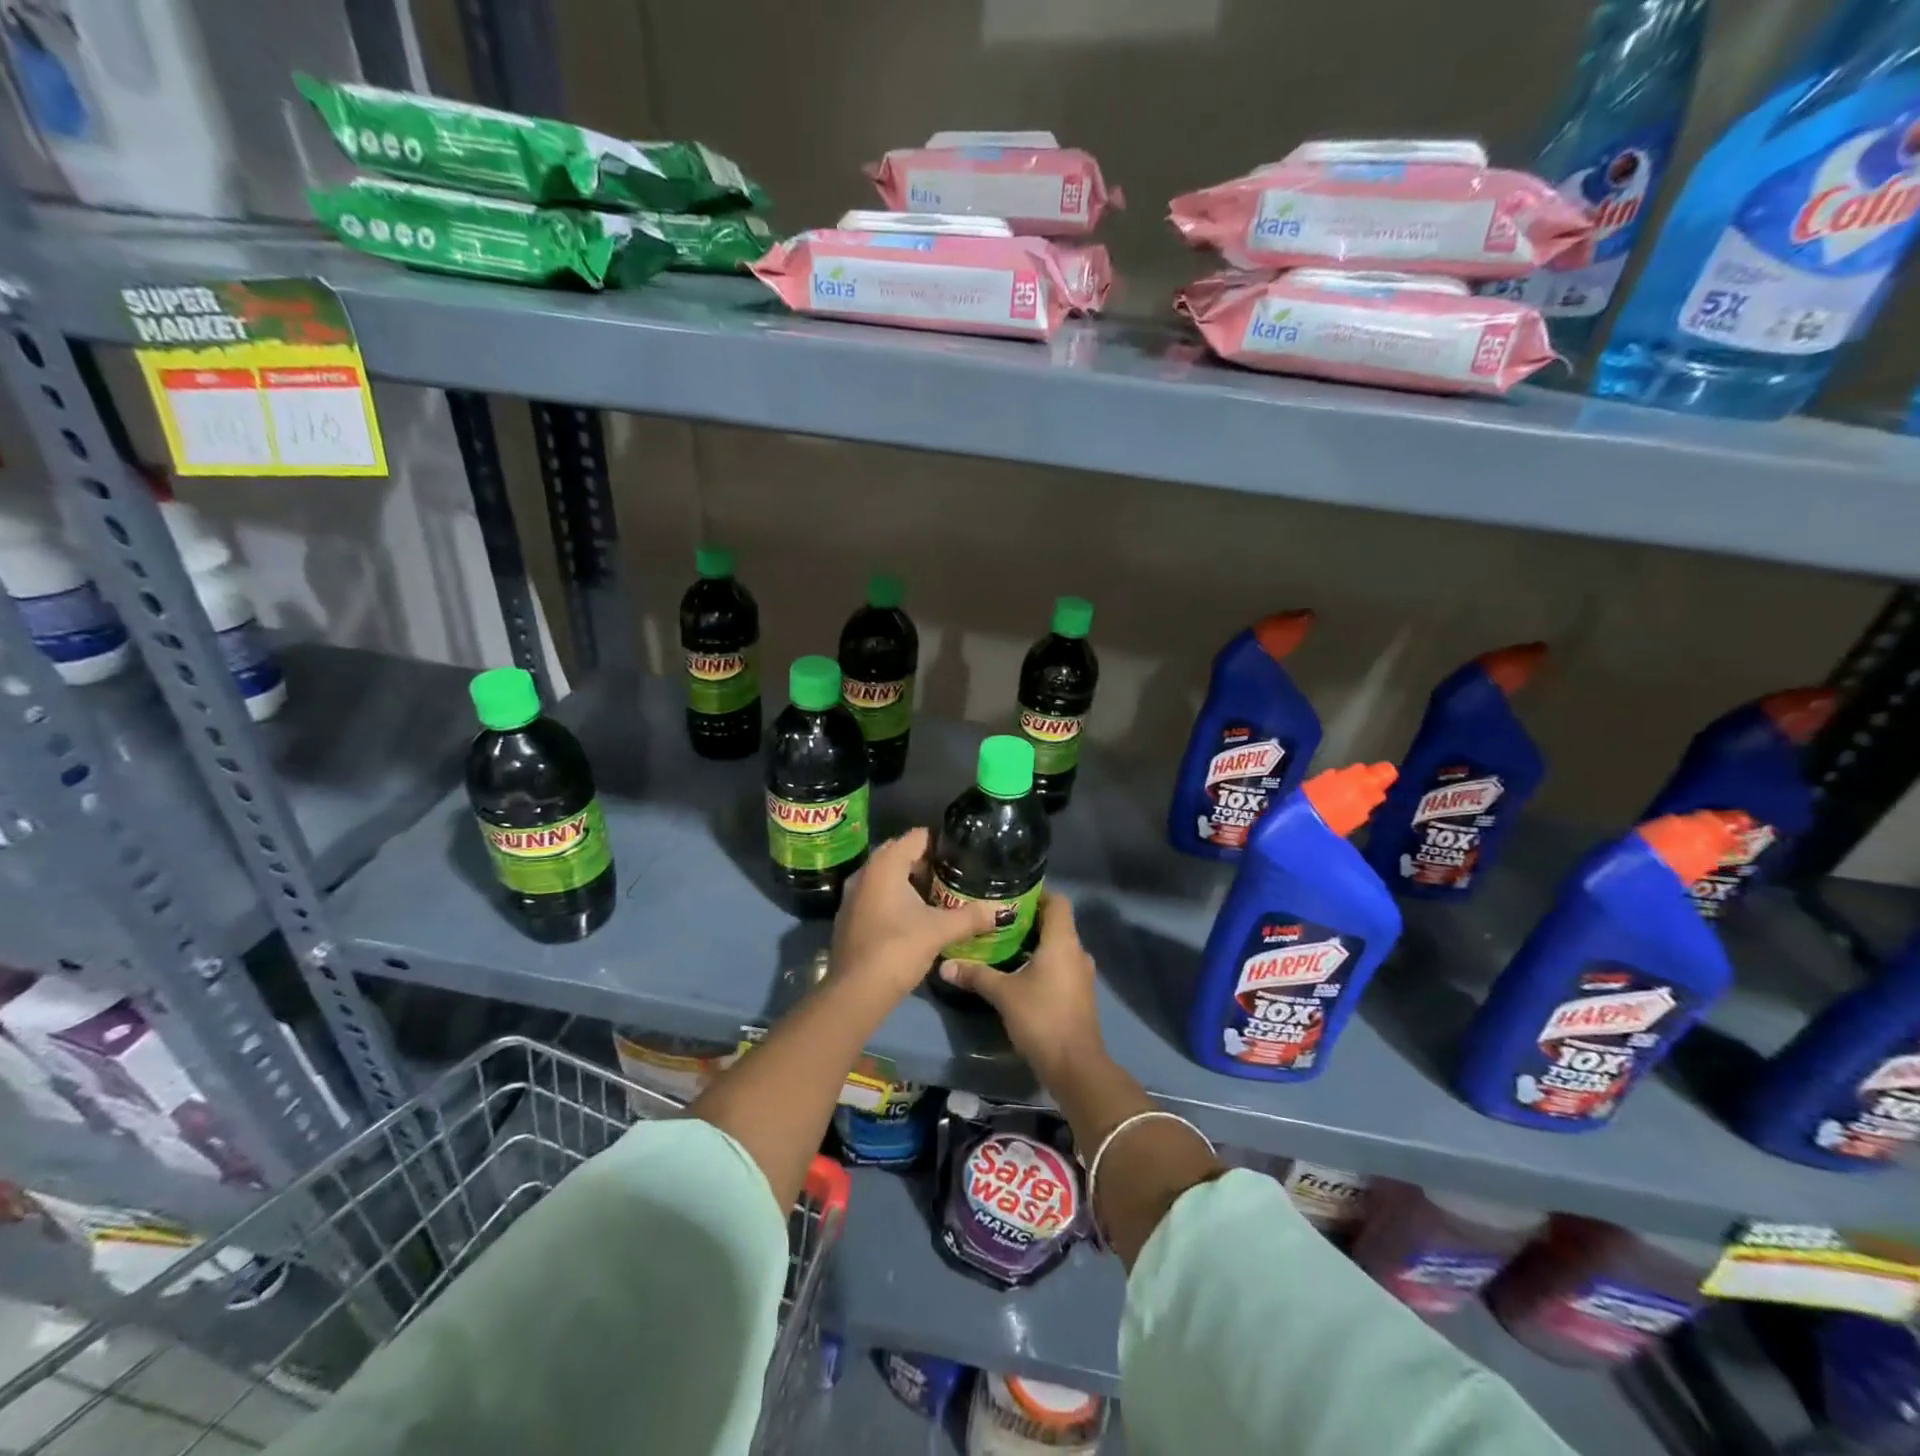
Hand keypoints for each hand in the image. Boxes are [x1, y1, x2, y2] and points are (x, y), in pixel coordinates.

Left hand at [830, 829, 998, 999]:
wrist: (855, 992)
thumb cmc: (897, 949)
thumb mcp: (940, 931)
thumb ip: (970, 918)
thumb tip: (999, 912)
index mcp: (885, 864)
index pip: (918, 837)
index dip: (942, 843)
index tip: (964, 855)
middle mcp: (865, 871)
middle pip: (901, 854)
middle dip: (928, 863)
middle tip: (955, 876)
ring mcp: (853, 895)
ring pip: (888, 877)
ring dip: (911, 883)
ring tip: (940, 897)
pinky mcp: (849, 917)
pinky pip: (877, 895)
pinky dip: (896, 899)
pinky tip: (915, 918)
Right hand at [939, 892, 1101, 1082]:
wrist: (1075, 1066)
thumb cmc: (1041, 1018)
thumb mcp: (1003, 994)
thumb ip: (976, 975)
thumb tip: (944, 965)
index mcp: (1063, 941)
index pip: (1057, 901)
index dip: (1037, 893)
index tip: (1010, 895)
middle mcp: (1077, 951)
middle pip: (1056, 922)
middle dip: (1028, 919)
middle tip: (997, 919)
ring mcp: (1081, 974)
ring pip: (1058, 946)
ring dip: (1034, 942)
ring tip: (1003, 943)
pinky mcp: (1079, 993)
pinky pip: (1060, 965)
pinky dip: (1042, 962)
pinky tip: (1018, 971)